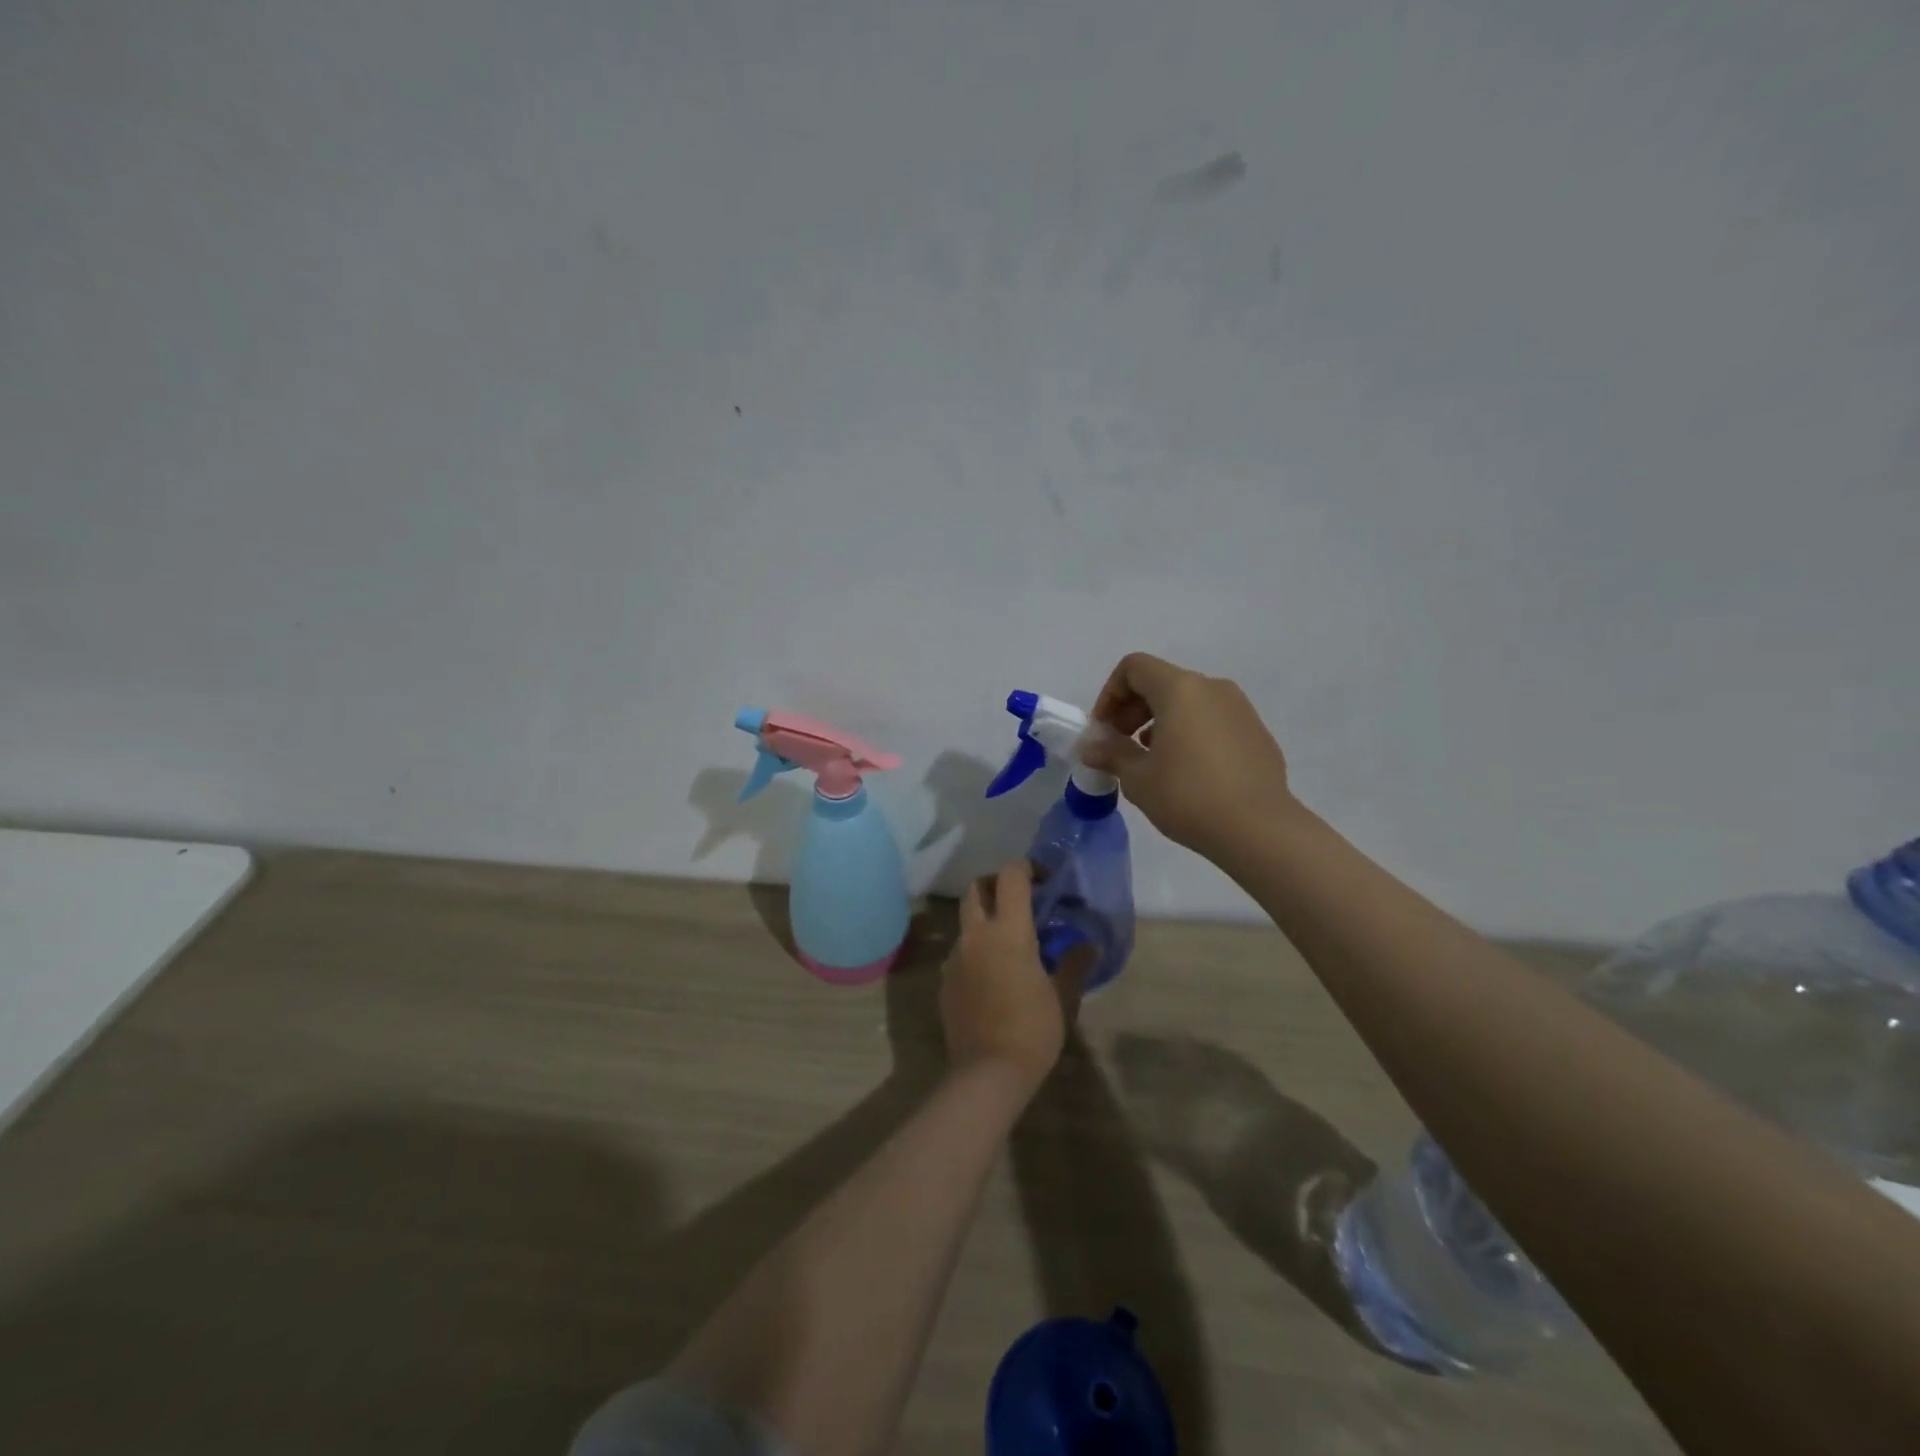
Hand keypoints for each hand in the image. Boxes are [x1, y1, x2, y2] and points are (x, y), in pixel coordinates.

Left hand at [941, 861, 1077, 1093]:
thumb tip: (1089, 945)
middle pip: (977, 889)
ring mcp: (955, 957)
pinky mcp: (944, 980)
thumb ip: (1074, 964)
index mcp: (1008, 930)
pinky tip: (994, 976)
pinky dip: (976, 950)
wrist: (987, 1073)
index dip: (1026, 868)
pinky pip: (960, 952)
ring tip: (1010, 943)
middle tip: (1020, 900)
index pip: (1010, 876)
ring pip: (966, 922)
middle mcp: (976, 935)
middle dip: (996, 884)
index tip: (1042, 878)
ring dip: (985, 920)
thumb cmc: (1033, 1029)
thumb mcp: (1063, 997)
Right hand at [1082, 652, 1296, 857]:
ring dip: (1161, 722)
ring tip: (1152, 761)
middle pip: (1161, 682)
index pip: (1135, 668)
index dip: (1110, 693)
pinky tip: (1187, 772)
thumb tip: (1092, 747)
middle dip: (1132, 710)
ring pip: (1189, 702)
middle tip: (1120, 746)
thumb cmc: (1188, 796)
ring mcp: (1240, 709)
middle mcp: (1212, 688)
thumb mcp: (1138, 778)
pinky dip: (1190, 733)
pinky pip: (1212, 721)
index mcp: (1180, 689)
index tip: (1103, 730)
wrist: (1259, 829)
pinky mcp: (1257, 733)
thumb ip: (1111, 754)